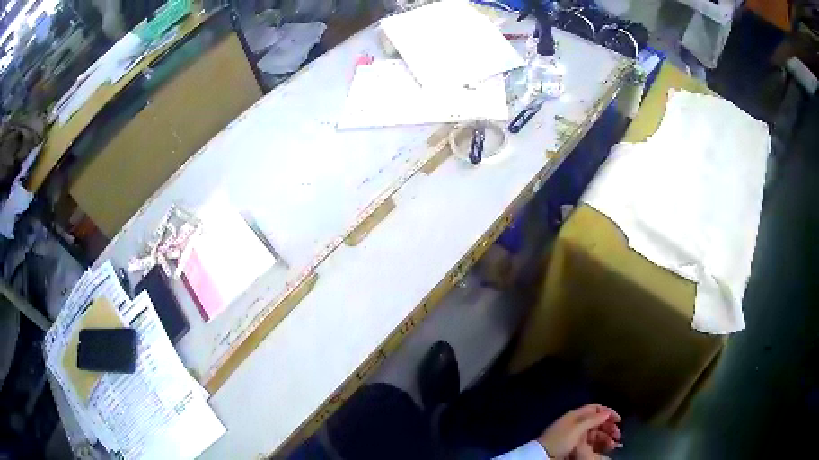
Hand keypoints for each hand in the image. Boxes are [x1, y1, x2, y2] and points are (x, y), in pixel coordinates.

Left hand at [536, 404, 621, 458]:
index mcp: (576, 415)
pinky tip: (606, 450)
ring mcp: (576, 437)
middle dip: (609, 428)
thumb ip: (592, 420)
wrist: (543, 456)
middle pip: (597, 423)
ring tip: (613, 445)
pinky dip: (599, 446)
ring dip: (606, 438)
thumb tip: (607, 412)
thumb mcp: (576, 428)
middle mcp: (577, 424)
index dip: (608, 412)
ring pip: (596, 435)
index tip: (619, 420)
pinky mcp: (575, 448)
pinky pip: (590, 445)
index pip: (596, 409)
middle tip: (618, 436)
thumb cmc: (560, 440)